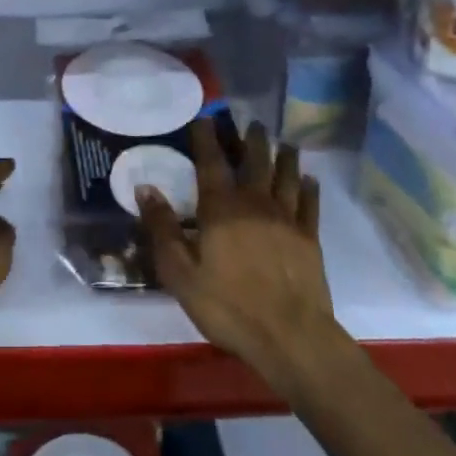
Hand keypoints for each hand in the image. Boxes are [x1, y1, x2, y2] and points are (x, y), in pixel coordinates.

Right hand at [138, 121, 351, 397]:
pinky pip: (309, 203)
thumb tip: (145, 188)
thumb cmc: (229, 306)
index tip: (204, 118)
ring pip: (286, 176)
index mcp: (221, 208)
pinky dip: (309, 187)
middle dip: (251, 140)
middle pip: (255, 161)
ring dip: (284, 156)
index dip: (206, 138)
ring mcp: (286, 219)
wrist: (291, 336)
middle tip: (251, 123)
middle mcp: (255, 203)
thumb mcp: (180, 273)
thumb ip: (162, 229)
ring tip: (283, 142)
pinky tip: (309, 179)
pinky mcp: (309, 238)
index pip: (211, 162)